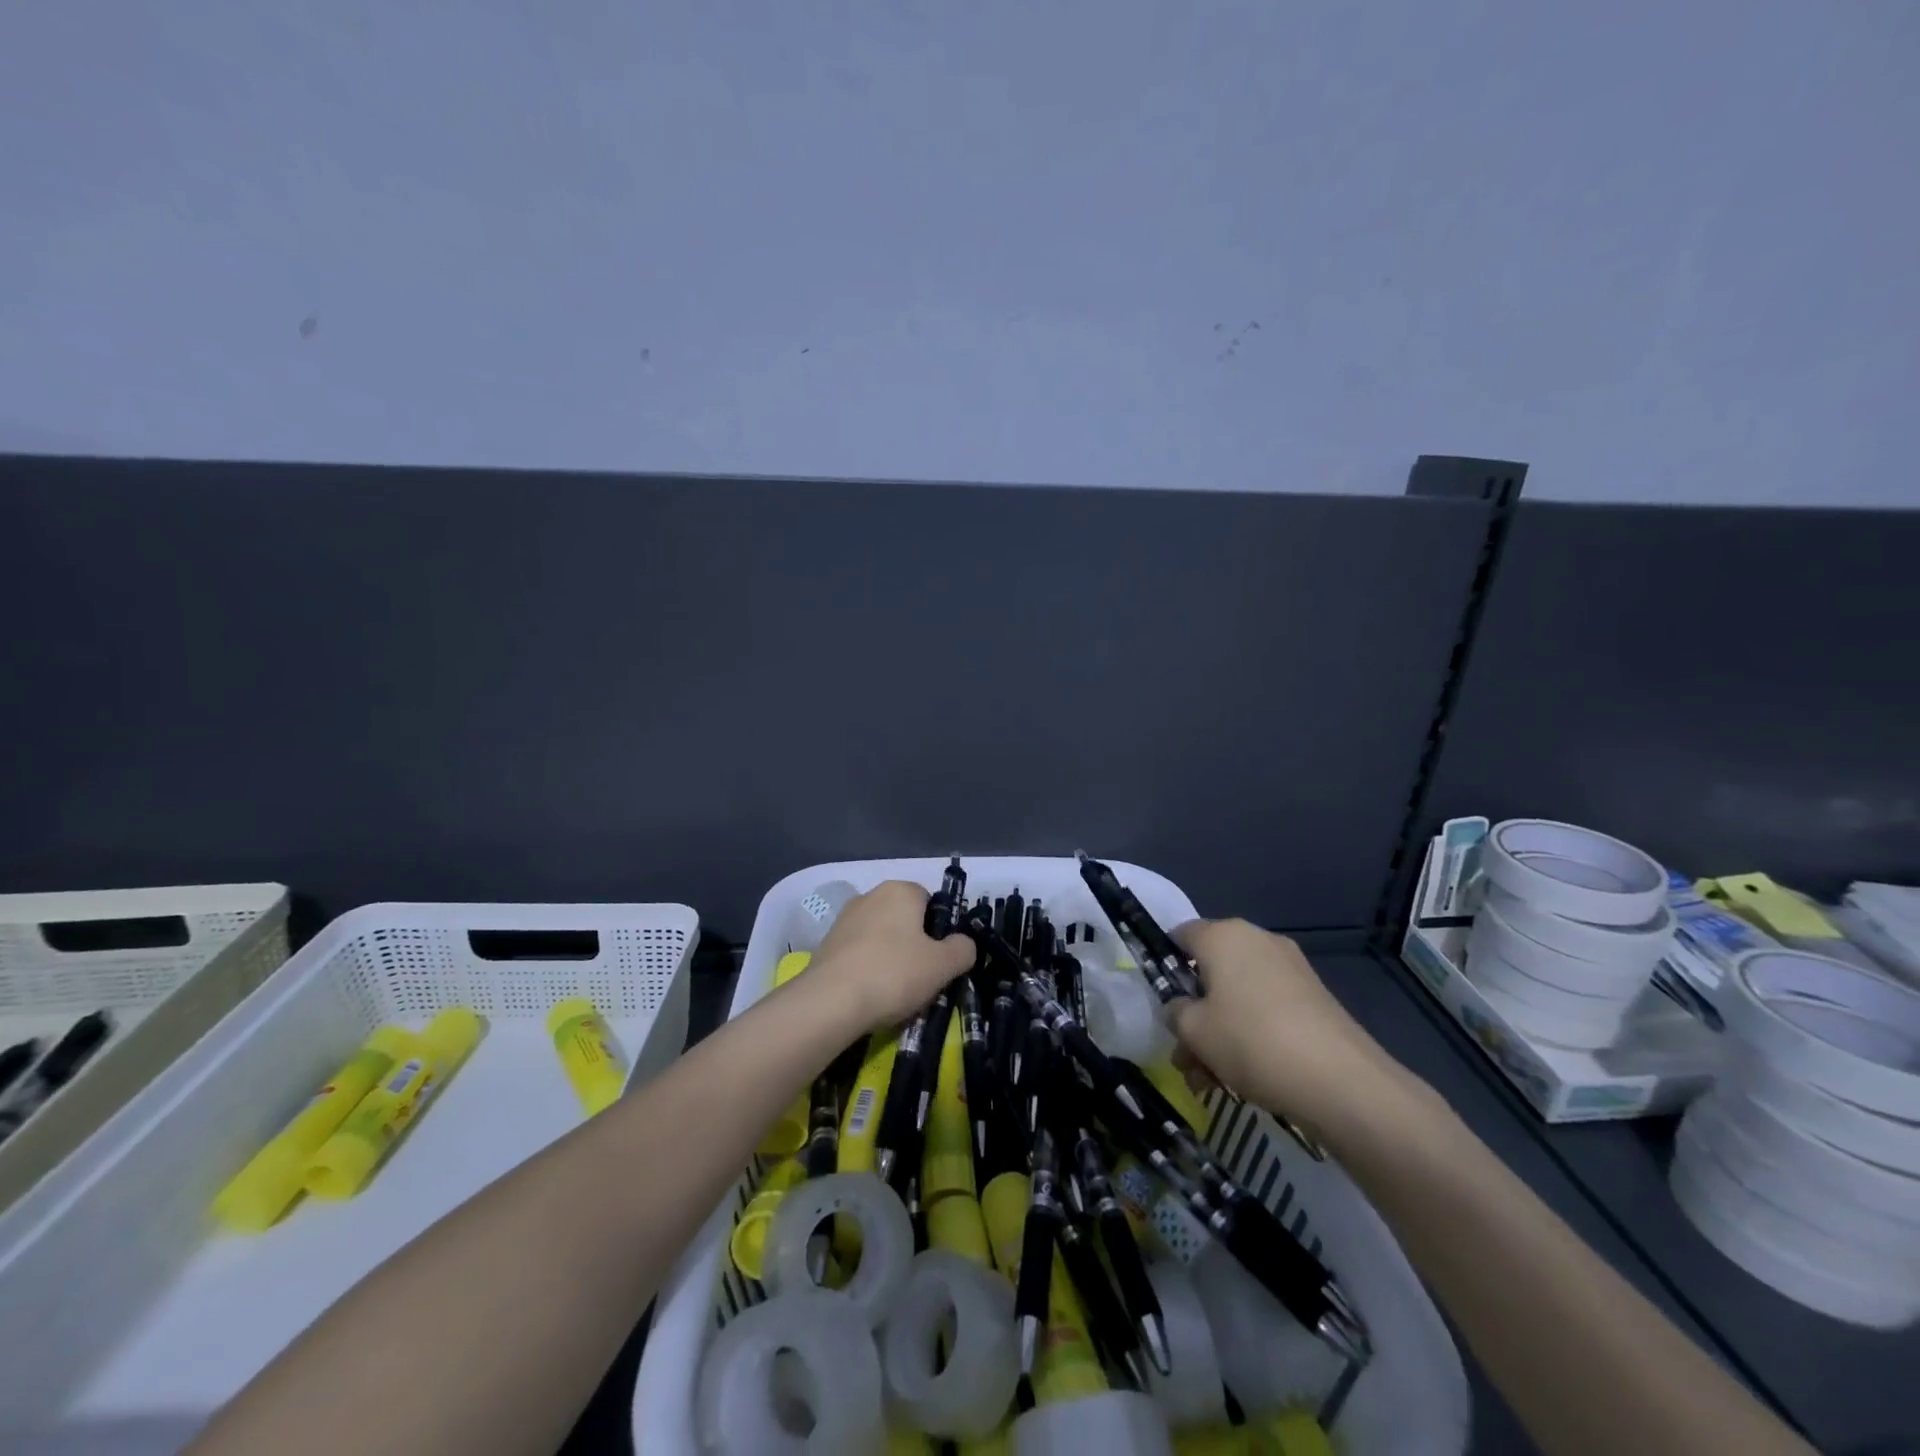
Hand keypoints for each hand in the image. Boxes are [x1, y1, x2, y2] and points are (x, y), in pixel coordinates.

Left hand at [808, 880, 976, 1026]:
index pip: (931, 902)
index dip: (940, 931)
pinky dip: (869, 969)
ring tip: (897, 992)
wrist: (829, 1002)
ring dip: (892, 959)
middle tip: (923, 978)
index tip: (942, 960)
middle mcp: (870, 895)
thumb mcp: (943, 965)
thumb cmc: (894, 974)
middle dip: (916, 946)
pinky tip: (872, 995)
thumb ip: (963, 949)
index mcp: (900, 890)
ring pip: (882, 938)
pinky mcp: (827, 944)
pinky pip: (860, 953)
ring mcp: (844, 919)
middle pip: (905, 920)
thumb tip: (963, 944)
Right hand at [1165, 919, 1423, 1144]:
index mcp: (1223, 935)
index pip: (1180, 935)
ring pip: (1238, 995)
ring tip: (1209, 1081)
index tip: (1162, 1004)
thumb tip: (1179, 1008)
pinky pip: (1266, 1008)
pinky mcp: (1314, 998)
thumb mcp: (1193, 1031)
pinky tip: (1243, 1078)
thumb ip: (1175, 1012)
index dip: (1164, 966)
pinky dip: (1250, 1034)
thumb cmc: (1251, 1042)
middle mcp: (1257, 940)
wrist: (1341, 1082)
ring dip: (1218, 1031)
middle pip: (1210, 971)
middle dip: (1193, 1013)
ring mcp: (1290, 968)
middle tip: (1185, 1056)